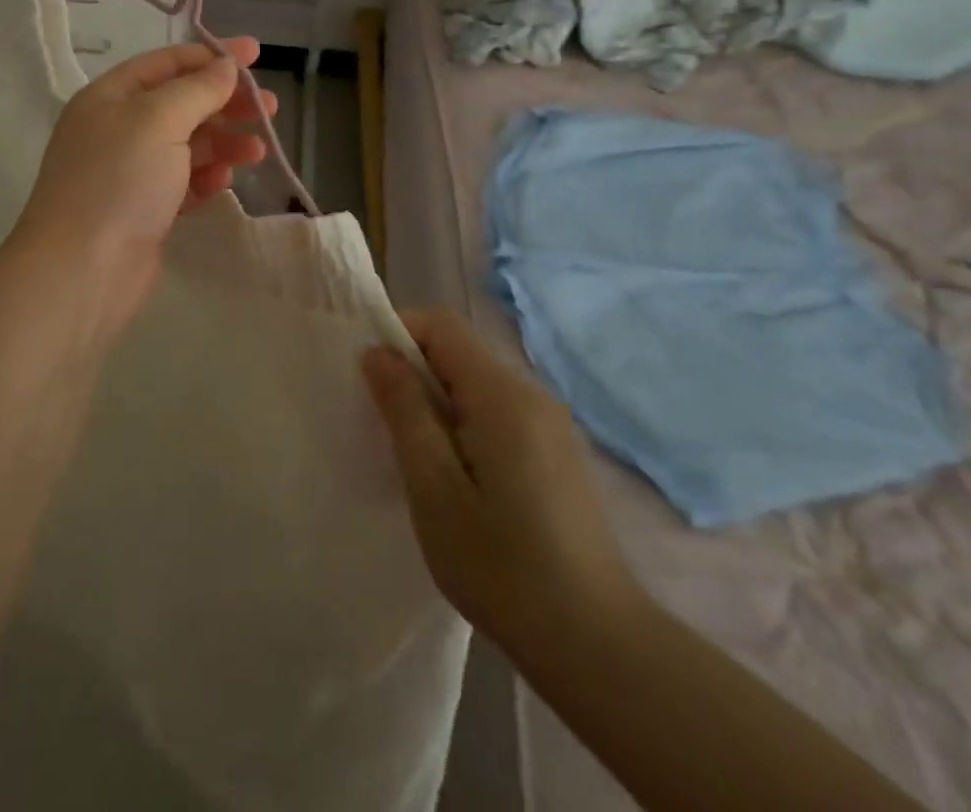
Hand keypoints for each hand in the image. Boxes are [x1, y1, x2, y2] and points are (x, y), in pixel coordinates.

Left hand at [9, 38, 274, 329]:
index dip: (211, 56)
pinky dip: (205, 177)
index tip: (256, 55)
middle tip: (269, 108)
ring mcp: (129, 172)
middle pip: (180, 104)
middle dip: (224, 103)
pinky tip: (224, 182)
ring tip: (258, 151)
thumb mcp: (159, 120)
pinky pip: (182, 181)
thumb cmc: (119, 180)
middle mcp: (116, 129)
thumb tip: (225, 67)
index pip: (165, 63)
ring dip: (222, 143)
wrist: (83, 271)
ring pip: (186, 145)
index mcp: (109, 97)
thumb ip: (197, 90)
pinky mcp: (143, 209)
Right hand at [363, 309, 643, 656]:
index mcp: (501, 394)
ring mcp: (551, 424)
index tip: (370, 377)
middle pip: (459, 352)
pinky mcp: (558, 453)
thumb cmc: (503, 566)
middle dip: (414, 372)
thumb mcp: (433, 487)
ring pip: (477, 384)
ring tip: (417, 458)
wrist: (600, 646)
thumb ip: (404, 409)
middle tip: (385, 426)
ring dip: (438, 402)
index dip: (398, 334)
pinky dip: (465, 425)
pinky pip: (498, 413)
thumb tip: (378, 352)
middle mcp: (531, 394)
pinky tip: (459, 480)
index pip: (441, 324)